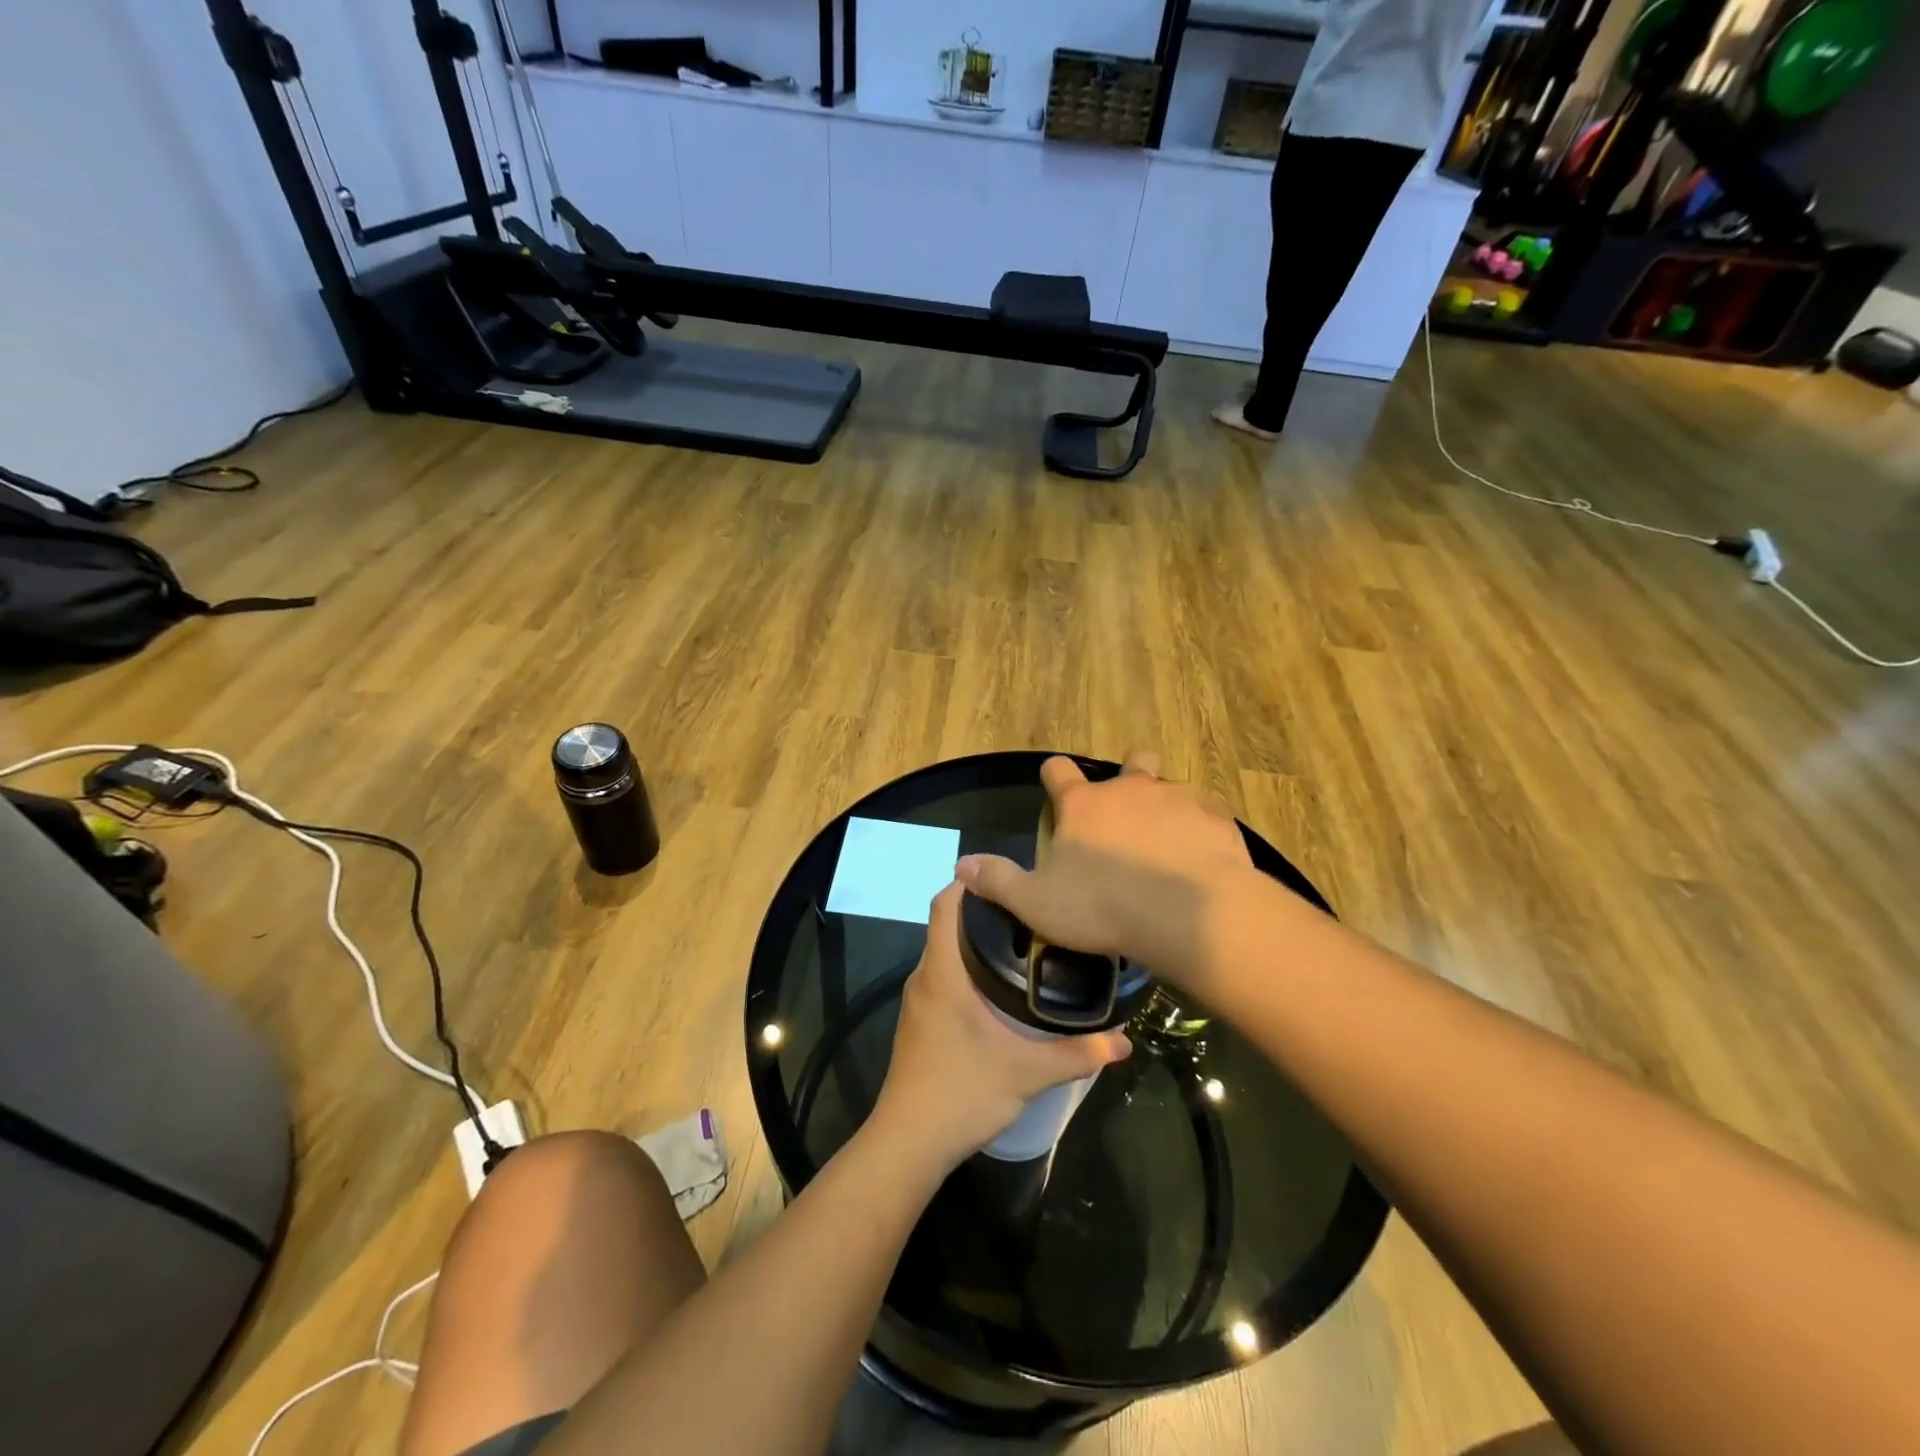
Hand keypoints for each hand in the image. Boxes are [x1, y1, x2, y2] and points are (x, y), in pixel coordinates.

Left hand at [872, 881, 1130, 1171]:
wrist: (908, 1143)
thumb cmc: (961, 1093)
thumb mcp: (1027, 1073)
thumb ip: (1076, 1054)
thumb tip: (1124, 1041)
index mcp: (942, 972)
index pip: (944, 905)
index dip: (969, 883)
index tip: (1006, 877)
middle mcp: (924, 977)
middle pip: (947, 924)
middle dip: (984, 911)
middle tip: (1032, 909)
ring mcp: (918, 1000)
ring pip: (944, 952)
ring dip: (975, 941)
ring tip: (1024, 940)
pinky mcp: (920, 1021)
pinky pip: (942, 975)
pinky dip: (966, 967)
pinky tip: (1000, 985)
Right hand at [954, 752, 1255, 985]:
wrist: (1188, 915)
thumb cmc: (1103, 907)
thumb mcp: (1037, 903)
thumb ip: (998, 881)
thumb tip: (961, 865)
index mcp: (1083, 805)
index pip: (1058, 770)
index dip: (1054, 777)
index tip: (1054, 788)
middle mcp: (1130, 789)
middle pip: (1132, 762)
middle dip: (1129, 775)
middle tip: (1127, 810)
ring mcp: (1177, 799)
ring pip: (1171, 787)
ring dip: (1166, 807)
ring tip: (1167, 842)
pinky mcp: (1215, 818)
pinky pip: (1207, 814)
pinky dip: (1200, 829)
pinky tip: (1201, 858)